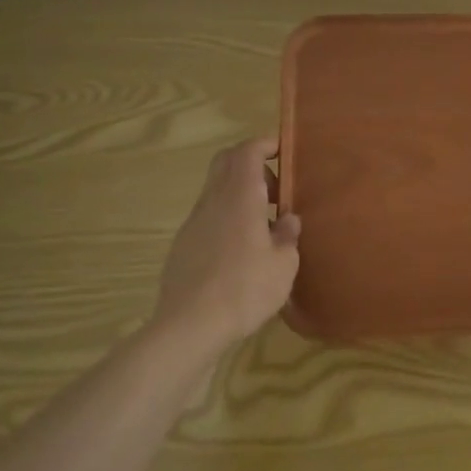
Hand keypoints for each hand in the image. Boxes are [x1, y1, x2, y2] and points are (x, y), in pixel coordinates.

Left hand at [155, 138, 300, 353]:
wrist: (189, 327)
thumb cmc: (244, 289)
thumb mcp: (283, 266)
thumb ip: (287, 236)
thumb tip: (287, 220)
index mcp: (240, 196)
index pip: (247, 150)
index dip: (265, 144)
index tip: (283, 151)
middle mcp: (213, 200)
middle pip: (226, 161)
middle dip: (251, 164)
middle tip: (274, 189)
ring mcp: (193, 222)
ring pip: (216, 190)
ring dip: (239, 194)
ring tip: (262, 226)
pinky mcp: (182, 245)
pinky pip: (208, 217)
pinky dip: (226, 218)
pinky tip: (239, 252)